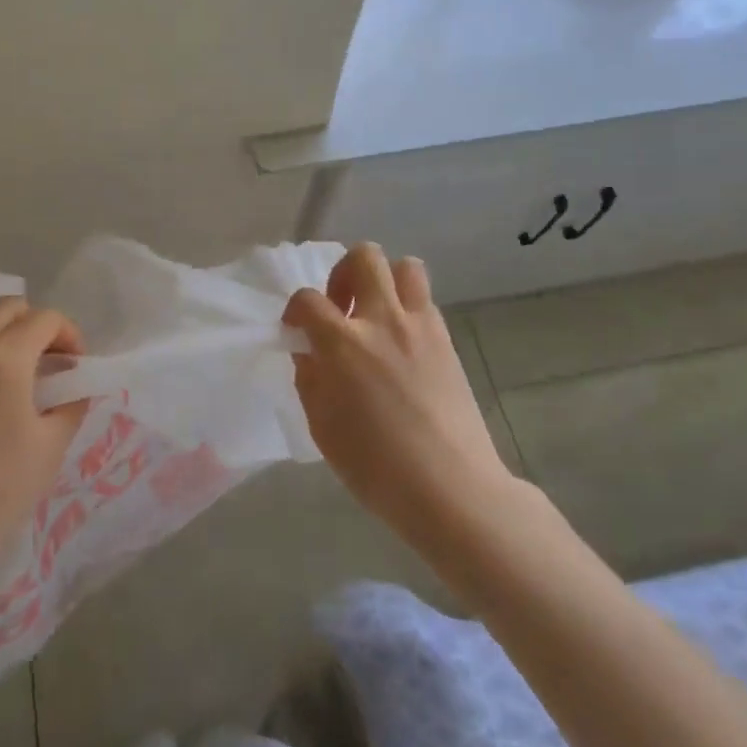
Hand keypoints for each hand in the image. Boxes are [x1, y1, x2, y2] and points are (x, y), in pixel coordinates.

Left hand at [0, 298, 88, 592]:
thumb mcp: (51, 447)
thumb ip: (70, 403)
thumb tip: (72, 386)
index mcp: (1, 358)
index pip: (44, 319)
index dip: (70, 335)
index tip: (75, 368)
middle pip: (6, 310)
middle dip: (34, 327)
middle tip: (48, 365)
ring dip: (0, 350)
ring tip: (10, 397)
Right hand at [285, 244, 512, 549]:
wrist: (451, 488)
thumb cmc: (376, 467)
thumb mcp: (322, 427)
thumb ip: (310, 378)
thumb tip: (309, 352)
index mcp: (343, 343)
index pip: (307, 300)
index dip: (295, 310)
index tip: (296, 330)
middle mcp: (382, 320)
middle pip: (363, 257)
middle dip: (342, 273)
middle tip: (340, 308)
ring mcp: (419, 326)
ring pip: (404, 266)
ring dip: (383, 280)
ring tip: (375, 313)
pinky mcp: (446, 340)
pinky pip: (424, 300)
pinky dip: (407, 307)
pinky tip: (400, 342)